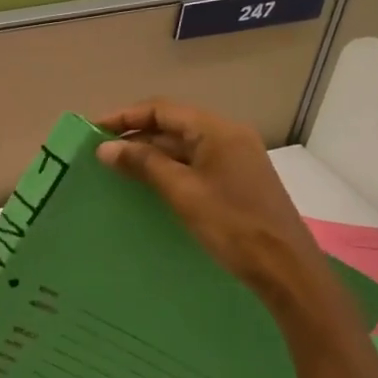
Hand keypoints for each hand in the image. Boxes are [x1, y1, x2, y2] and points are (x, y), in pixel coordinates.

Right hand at [94, 99, 323, 300]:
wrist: (284, 267)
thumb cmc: (232, 225)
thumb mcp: (183, 192)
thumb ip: (144, 164)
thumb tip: (105, 147)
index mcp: (218, 131)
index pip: (162, 110)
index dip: (125, 116)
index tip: (93, 130)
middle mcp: (228, 137)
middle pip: (173, 125)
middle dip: (135, 135)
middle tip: (99, 152)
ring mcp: (234, 159)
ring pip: (182, 146)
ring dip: (149, 154)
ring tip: (115, 168)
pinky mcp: (235, 181)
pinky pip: (193, 164)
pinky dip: (167, 169)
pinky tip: (145, 185)